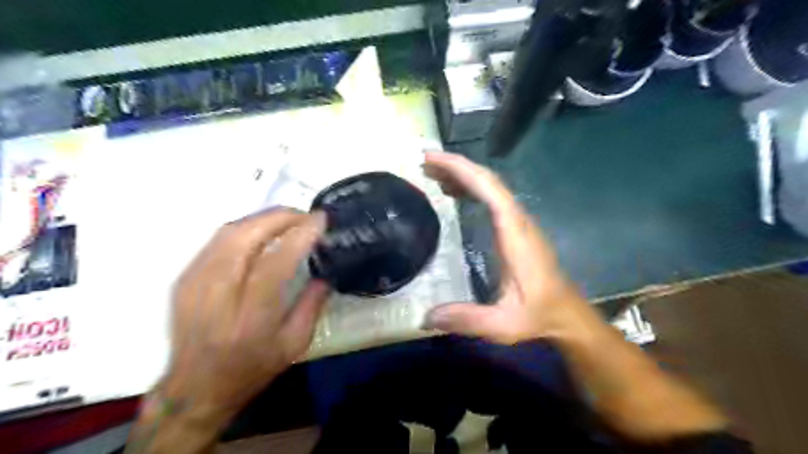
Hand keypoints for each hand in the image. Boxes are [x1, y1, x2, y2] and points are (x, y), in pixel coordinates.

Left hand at [162, 209, 327, 421]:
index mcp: (250, 320)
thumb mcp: (294, 345)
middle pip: (245, 238)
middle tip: (306, 215)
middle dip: (280, 217)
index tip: (320, 220)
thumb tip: (325, 272)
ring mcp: (194, 284)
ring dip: (263, 218)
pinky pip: (217, 239)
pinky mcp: (184, 279)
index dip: (299, 235)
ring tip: (288, 219)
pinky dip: (245, 227)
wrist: (195, 389)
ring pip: (228, 232)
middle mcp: (217, 297)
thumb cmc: (251, 369)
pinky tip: (262, 230)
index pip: (275, 264)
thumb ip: (312, 304)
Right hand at [420, 151, 584, 344]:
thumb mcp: (503, 324)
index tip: (432, 160)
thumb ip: (467, 320)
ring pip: (491, 187)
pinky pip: (492, 198)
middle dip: (456, 167)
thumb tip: (425, 317)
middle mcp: (518, 220)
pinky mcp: (515, 228)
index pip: (489, 189)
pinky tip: (454, 194)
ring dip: (463, 176)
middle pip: (488, 181)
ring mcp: (518, 222)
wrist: (565, 313)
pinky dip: (471, 189)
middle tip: (425, 164)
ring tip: (432, 175)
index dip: (461, 170)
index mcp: (514, 234)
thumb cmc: (537, 314)